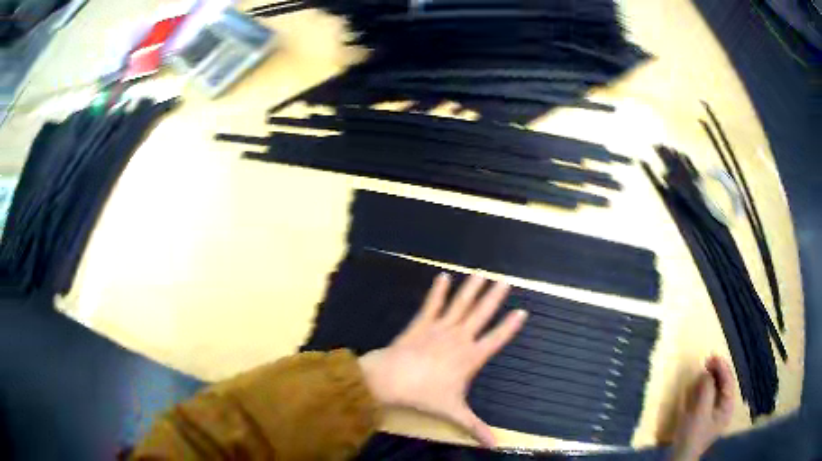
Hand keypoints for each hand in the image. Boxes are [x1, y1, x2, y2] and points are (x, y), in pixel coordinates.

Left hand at [358, 273, 526, 446]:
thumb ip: (476, 428)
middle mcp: (459, 338)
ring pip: (460, 305)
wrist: (391, 380)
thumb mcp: (454, 412)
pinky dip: (437, 290)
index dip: (510, 326)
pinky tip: (442, 276)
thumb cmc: (425, 394)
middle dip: (495, 297)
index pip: (496, 339)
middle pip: (481, 314)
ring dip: (471, 288)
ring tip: (481, 273)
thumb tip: (496, 447)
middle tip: (506, 280)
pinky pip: (432, 304)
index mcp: (470, 357)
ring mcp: (440, 328)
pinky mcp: (421, 323)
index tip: (522, 311)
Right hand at [671, 356, 734, 460]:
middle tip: (707, 361)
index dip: (722, 367)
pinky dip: (705, 389)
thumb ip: (707, 390)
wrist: (680, 457)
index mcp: (727, 407)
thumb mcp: (700, 411)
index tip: (712, 356)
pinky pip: (708, 398)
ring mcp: (714, 415)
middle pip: (724, 385)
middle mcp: (724, 409)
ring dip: (711, 380)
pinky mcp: (704, 419)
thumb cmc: (693, 434)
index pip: (728, 382)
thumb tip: (707, 373)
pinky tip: (699, 386)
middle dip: (717, 372)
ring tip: (703, 371)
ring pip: (716, 391)